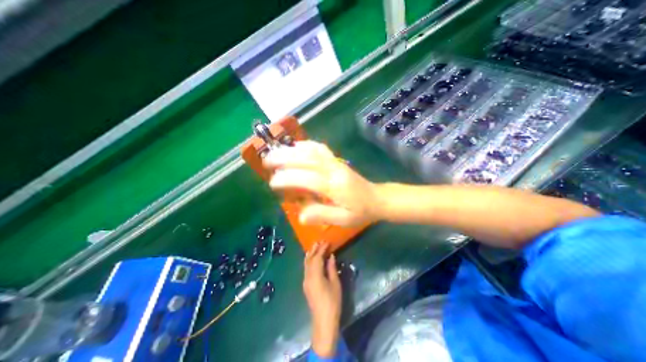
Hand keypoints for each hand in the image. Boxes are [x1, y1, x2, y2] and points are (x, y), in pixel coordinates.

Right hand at [265, 141, 379, 226]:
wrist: (376, 199)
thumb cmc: (360, 211)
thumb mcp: (343, 219)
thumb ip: (322, 215)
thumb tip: (300, 215)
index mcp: (336, 187)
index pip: (308, 178)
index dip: (289, 178)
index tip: (273, 182)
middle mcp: (334, 170)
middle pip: (307, 158)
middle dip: (284, 158)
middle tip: (267, 161)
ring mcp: (336, 163)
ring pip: (312, 150)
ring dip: (292, 149)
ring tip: (275, 152)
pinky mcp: (336, 160)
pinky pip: (320, 148)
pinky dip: (306, 145)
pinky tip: (296, 146)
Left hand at [304, 241, 342, 357]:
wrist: (323, 321)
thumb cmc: (332, 302)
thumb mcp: (335, 283)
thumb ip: (331, 268)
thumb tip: (330, 256)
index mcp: (315, 275)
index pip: (317, 257)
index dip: (322, 249)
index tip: (327, 242)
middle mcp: (307, 276)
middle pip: (309, 259)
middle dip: (314, 249)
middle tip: (320, 241)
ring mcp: (305, 280)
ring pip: (306, 263)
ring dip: (311, 254)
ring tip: (315, 246)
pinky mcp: (306, 284)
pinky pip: (306, 268)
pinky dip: (309, 260)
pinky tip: (312, 258)